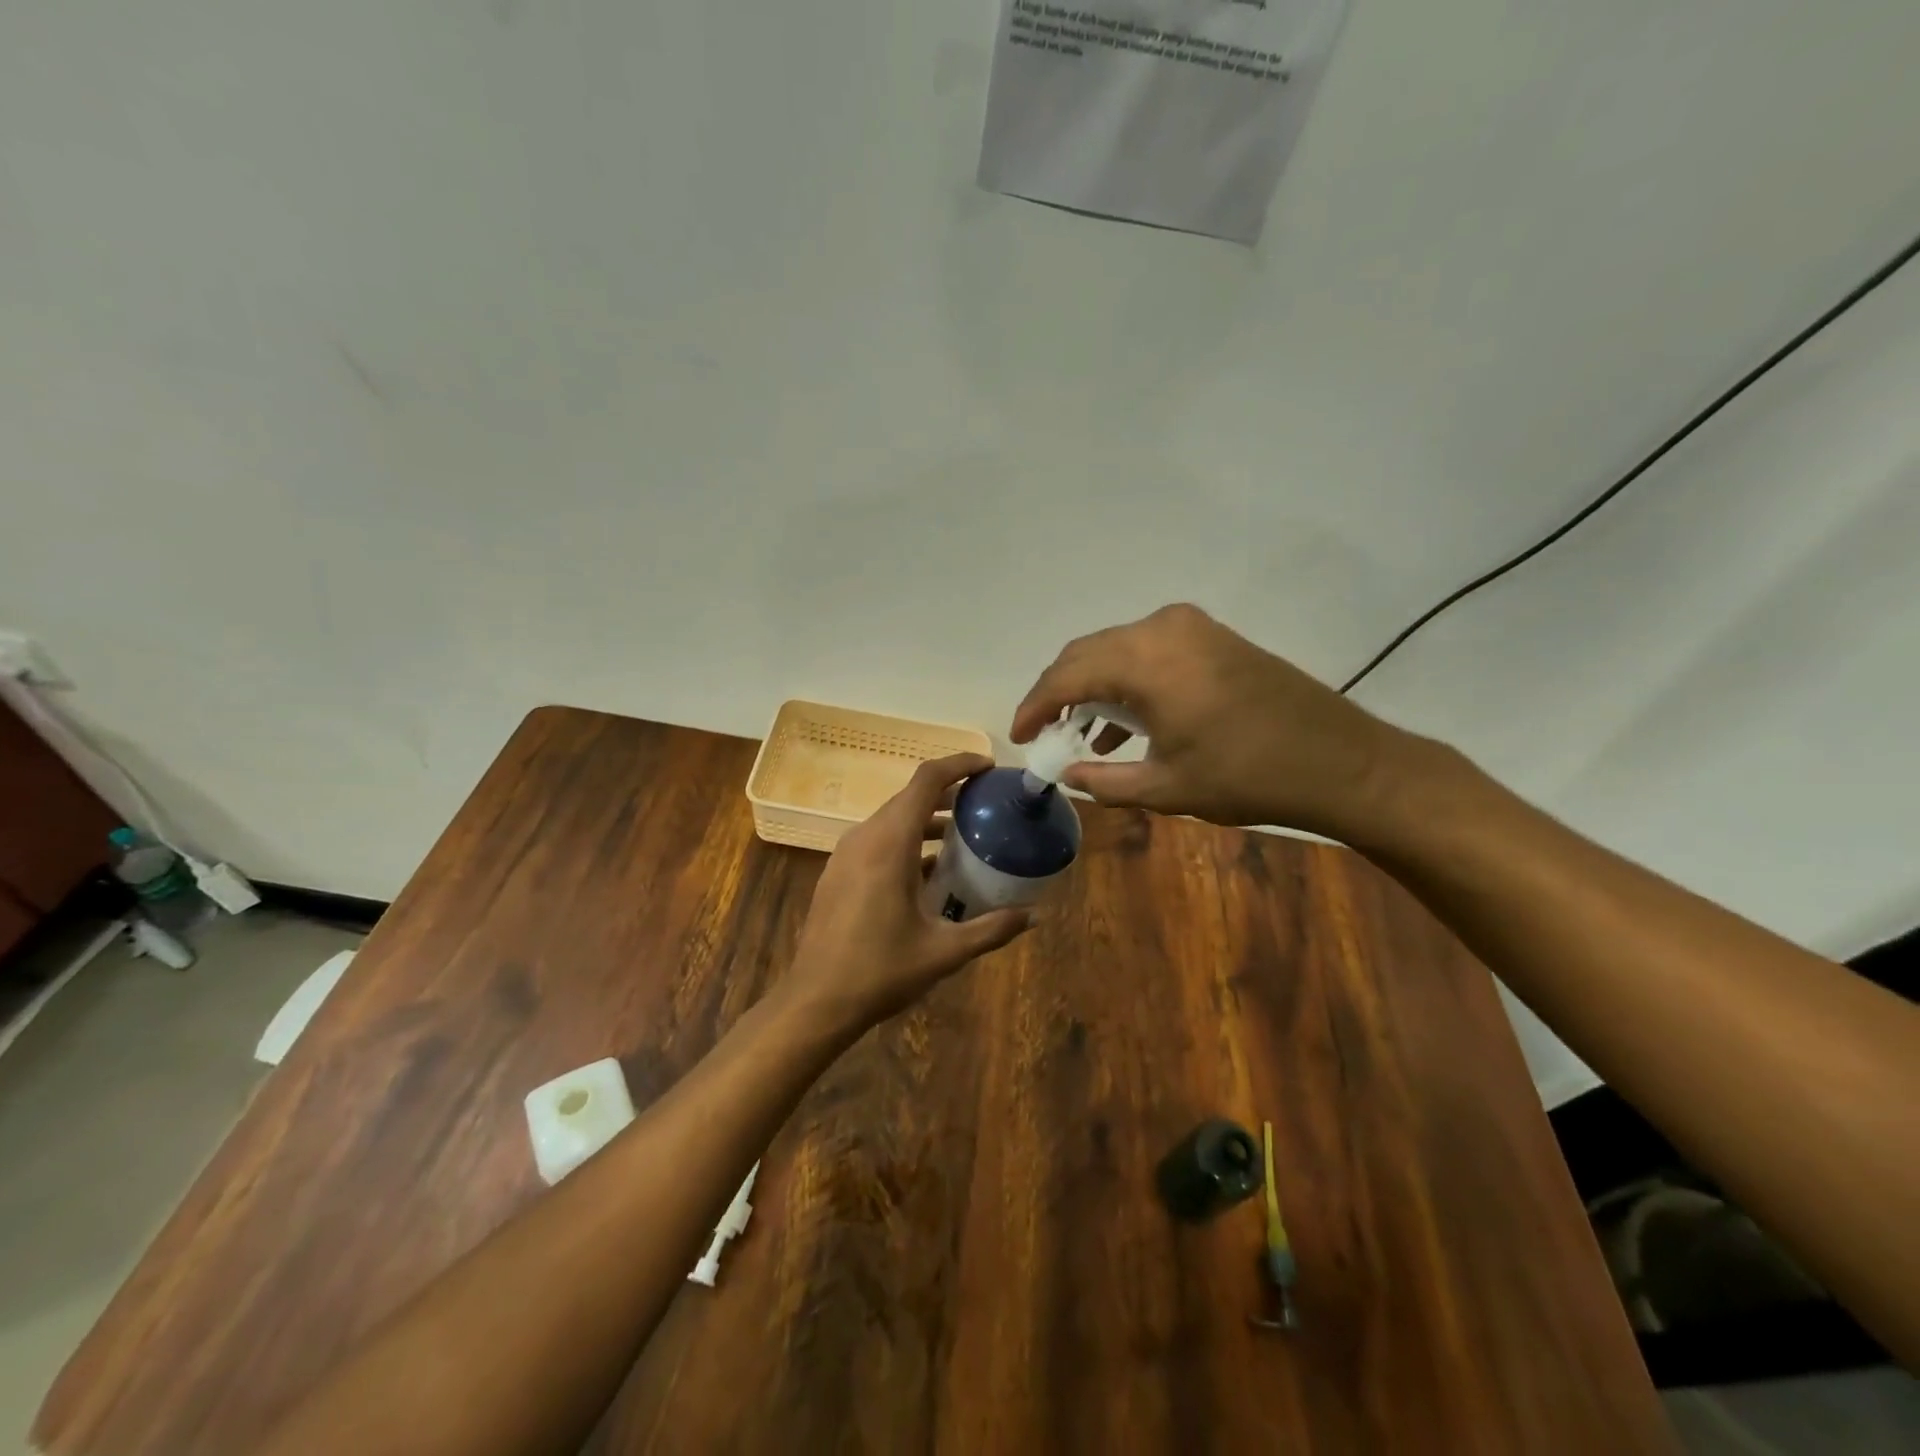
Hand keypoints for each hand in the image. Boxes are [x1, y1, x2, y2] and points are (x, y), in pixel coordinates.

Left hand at [785, 754, 1032, 1030]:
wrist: (815, 1001)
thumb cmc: (880, 971)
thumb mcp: (944, 952)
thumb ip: (991, 929)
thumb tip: (1034, 917)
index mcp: (890, 844)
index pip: (927, 780)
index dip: (959, 765)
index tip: (989, 768)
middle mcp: (865, 837)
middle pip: (910, 796)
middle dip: (949, 792)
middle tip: (985, 803)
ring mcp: (846, 854)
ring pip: (892, 819)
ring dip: (927, 818)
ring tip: (963, 834)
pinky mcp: (838, 871)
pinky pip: (878, 839)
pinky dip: (907, 839)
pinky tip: (929, 870)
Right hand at [1011, 603, 1410, 837]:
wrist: (1341, 762)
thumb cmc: (1248, 777)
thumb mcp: (1166, 787)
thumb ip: (1105, 780)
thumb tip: (1067, 775)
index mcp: (1146, 660)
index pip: (1067, 676)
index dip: (1035, 706)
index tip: (1019, 737)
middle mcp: (1163, 628)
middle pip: (1087, 654)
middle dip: (1059, 693)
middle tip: (1044, 731)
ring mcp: (1192, 628)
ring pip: (1118, 650)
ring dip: (1094, 686)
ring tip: (1080, 733)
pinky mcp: (1213, 637)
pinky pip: (1151, 651)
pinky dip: (1129, 681)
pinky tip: (1126, 722)